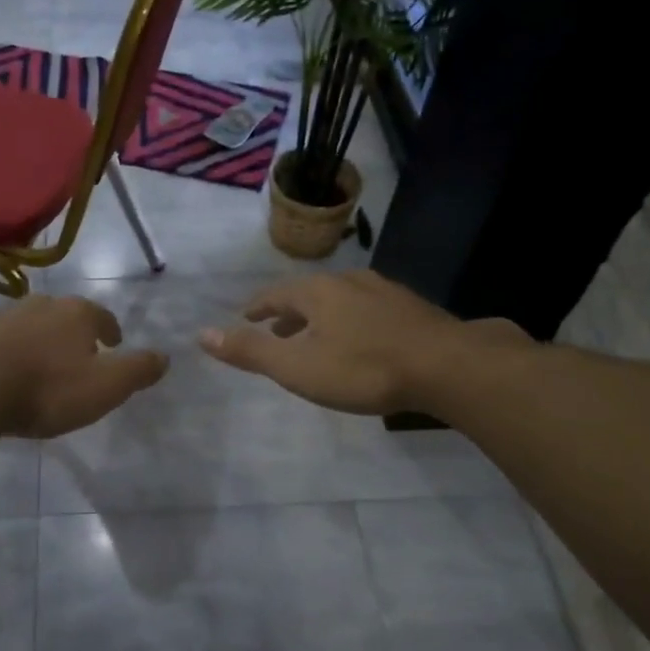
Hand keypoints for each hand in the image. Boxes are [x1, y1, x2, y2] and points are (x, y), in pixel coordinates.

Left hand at [0, 295, 168, 438]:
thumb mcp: (105, 386)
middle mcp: (40, 305)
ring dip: (41, 341)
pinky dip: (12, 352)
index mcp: (76, 313)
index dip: (110, 331)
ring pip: (32, 325)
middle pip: (65, 315)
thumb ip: (137, 370)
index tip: (113, 345)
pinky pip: (2, 342)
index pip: (102, 316)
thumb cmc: (47, 388)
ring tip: (44, 365)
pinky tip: (9, 373)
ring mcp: (3, 317)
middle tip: (80, 355)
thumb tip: (165, 357)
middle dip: (74, 333)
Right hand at [198, 269, 529, 415]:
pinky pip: (367, 310)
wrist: (448, 366)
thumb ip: (250, 351)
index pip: (274, 294)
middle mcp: (347, 282)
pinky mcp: (411, 309)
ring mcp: (384, 292)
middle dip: (288, 312)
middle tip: (276, 329)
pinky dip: (350, 322)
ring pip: (340, 300)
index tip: (245, 316)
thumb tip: (201, 334)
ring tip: (315, 336)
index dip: (257, 307)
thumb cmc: (363, 368)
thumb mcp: (297, 366)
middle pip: (308, 294)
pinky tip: (361, 340)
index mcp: (316, 292)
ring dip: (321, 317)